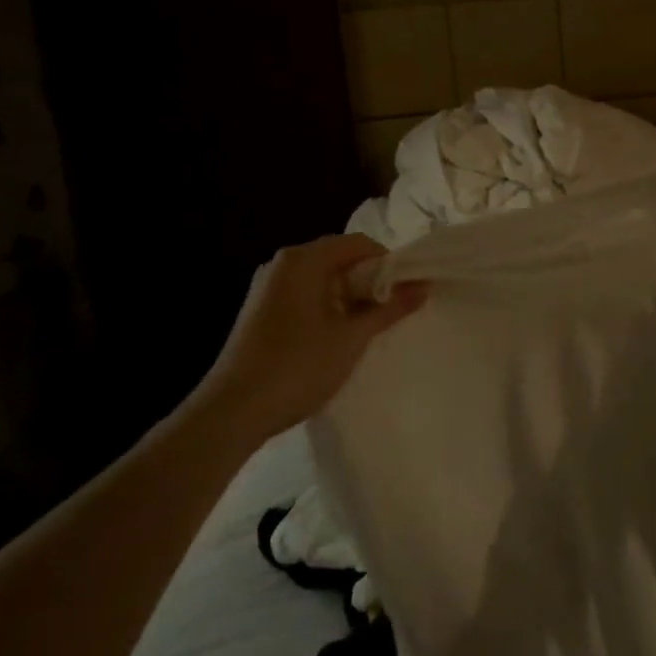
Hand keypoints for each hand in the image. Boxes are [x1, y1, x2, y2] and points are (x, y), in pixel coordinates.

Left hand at [201, 234, 427, 441]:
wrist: (232, 412)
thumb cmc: (298, 366)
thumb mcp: (352, 337)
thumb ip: (390, 308)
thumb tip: (424, 286)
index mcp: (303, 260)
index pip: (359, 243)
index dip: (388, 263)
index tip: (406, 291)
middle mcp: (282, 264)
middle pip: (340, 258)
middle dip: (370, 281)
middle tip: (392, 311)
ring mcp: (267, 288)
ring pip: (323, 279)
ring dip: (350, 298)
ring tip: (369, 328)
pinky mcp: (260, 311)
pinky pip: (305, 296)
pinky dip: (328, 308)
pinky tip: (338, 338)